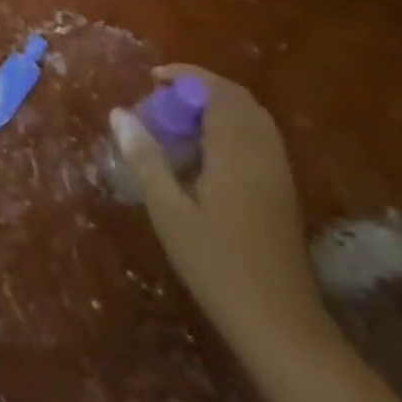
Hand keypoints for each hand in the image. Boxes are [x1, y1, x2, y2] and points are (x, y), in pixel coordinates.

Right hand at [112, 65, 330, 354]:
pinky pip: (259, 137)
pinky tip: (206, 153)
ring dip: (218, 106)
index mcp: (236, 150)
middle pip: (238, 98)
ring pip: (252, 117)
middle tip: (163, 99)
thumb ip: (145, 158)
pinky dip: (232, 127)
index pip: (216, 91)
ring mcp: (278, 171)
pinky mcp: (283, 190)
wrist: (281, 325)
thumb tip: (118, 113)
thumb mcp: (169, 211)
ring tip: (180, 121)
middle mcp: (263, 151)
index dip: (185, 76)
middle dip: (201, 87)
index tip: (153, 78)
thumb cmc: (217, 265)